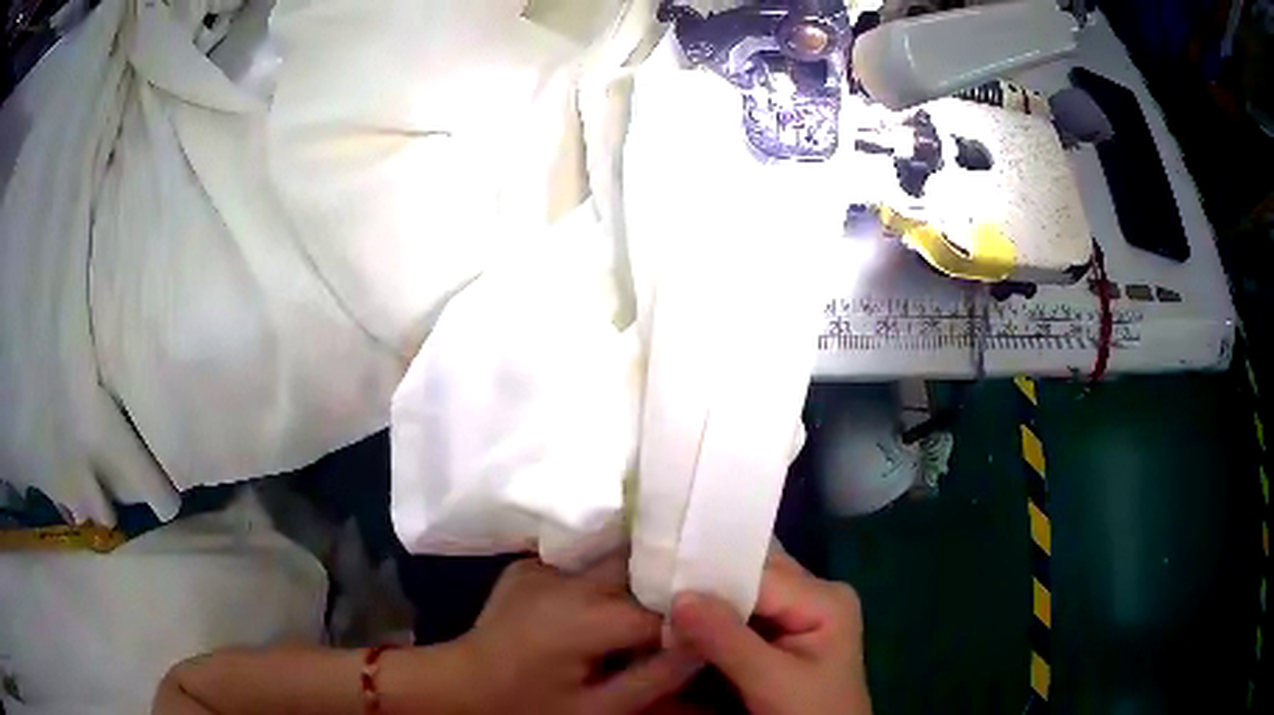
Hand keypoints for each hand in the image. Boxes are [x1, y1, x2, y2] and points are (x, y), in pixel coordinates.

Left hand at [450, 554, 701, 714]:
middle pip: (638, 563)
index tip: (711, 626)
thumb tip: (705, 643)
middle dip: (666, 581)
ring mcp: (543, 565)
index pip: (661, 608)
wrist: (459, 684)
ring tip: (651, 599)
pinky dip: (603, 575)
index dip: (690, 618)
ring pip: (612, 555)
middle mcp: (568, 579)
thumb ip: (656, 677)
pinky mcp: (528, 564)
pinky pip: (581, 560)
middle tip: (687, 605)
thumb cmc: (528, 705)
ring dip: (637, 573)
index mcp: (586, 618)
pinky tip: (605, 600)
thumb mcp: (597, 709)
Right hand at [670, 550, 870, 714]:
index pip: (759, 571)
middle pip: (753, 573)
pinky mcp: (783, 633)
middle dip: (706, 578)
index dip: (709, 572)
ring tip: (660, 594)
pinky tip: (683, 620)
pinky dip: (713, 617)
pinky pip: (743, 613)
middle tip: (654, 580)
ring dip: (706, 598)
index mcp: (824, 598)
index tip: (658, 575)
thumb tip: (678, 596)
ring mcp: (799, 613)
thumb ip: (727, 639)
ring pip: (744, 591)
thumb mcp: (772, 681)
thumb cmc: (811, 713)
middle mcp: (814, 594)